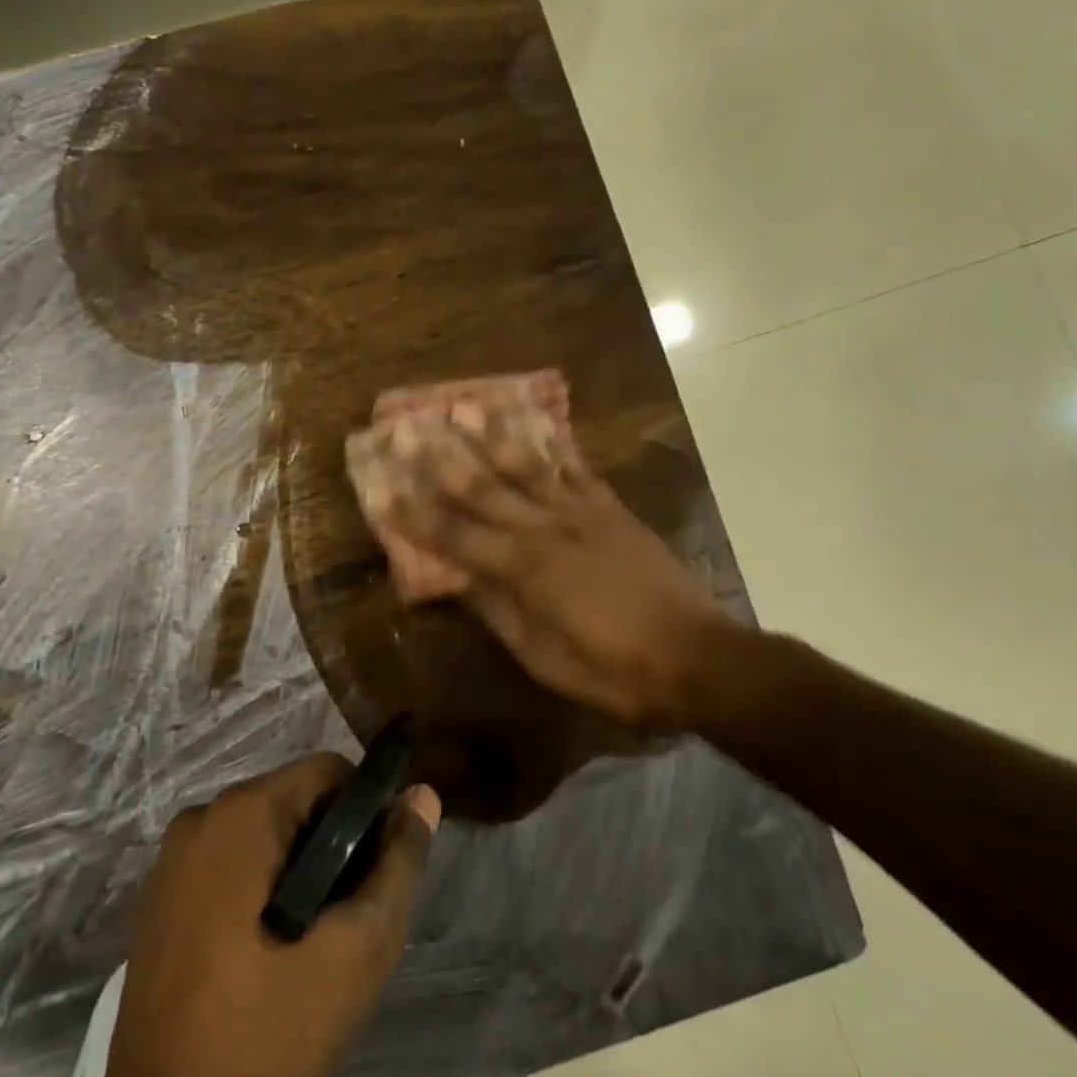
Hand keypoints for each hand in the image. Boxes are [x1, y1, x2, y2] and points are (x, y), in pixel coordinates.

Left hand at [96, 754, 440, 1076]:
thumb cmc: (270, 1033)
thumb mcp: (358, 948)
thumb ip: (397, 864)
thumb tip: (422, 796)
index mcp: (240, 814)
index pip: (327, 772)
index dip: (369, 809)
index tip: (384, 867)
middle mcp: (199, 821)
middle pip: (293, 803)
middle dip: (334, 847)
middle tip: (354, 918)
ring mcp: (170, 865)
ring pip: (262, 840)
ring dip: (301, 875)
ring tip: (319, 945)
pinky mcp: (158, 906)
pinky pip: (228, 871)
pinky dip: (262, 894)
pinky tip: (274, 958)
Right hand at [367, 402, 735, 728]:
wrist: (695, 657)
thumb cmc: (612, 670)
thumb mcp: (542, 657)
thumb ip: (498, 613)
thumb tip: (460, 583)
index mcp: (521, 569)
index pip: (452, 535)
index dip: (413, 514)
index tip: (381, 489)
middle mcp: (545, 529)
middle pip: (482, 487)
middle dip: (439, 459)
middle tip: (408, 428)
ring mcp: (582, 514)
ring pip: (528, 465)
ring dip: (491, 435)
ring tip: (464, 407)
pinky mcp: (614, 511)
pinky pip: (579, 469)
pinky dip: (557, 445)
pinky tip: (541, 423)